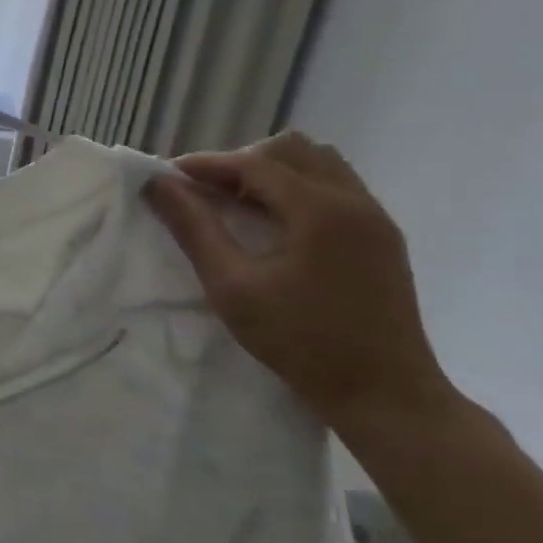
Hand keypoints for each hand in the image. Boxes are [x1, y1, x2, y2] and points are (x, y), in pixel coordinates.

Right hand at [142, 131, 450, 435]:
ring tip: (238, 204)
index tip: (168, 177)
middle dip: (241, 162)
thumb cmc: (300, 341)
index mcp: (320, 210)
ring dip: (272, 171)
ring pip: (318, 163)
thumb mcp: (232, 287)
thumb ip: (194, 229)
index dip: (206, 164)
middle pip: (291, 149)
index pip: (254, 163)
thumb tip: (159, 185)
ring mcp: (375, 217)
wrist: (384, 394)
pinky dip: (298, 188)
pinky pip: (336, 186)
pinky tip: (275, 223)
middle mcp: (354, 200)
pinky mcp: (382, 236)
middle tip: (205, 193)